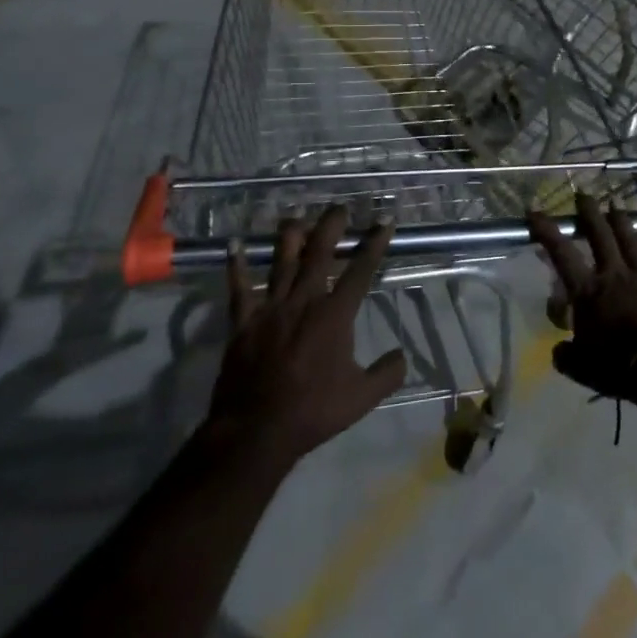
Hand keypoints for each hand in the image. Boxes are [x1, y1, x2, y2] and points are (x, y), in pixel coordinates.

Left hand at [204, 208, 407, 470]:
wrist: (257, 429)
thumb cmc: (313, 410)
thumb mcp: (362, 397)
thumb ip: (387, 373)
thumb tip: (402, 356)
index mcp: (335, 314)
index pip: (361, 270)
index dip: (374, 244)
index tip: (384, 221)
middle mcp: (304, 300)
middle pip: (319, 252)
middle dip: (331, 226)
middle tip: (339, 208)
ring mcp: (271, 307)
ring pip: (281, 260)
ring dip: (290, 236)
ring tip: (297, 217)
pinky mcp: (244, 320)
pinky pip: (239, 287)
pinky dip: (236, 265)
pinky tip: (234, 244)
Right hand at [530, 194, 636, 402]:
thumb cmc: (619, 367)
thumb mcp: (582, 368)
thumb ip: (567, 355)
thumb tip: (559, 350)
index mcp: (588, 292)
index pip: (561, 254)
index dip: (546, 232)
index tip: (534, 211)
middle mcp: (614, 275)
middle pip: (600, 237)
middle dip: (589, 214)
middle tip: (583, 195)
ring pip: (631, 242)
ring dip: (622, 222)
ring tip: (616, 204)